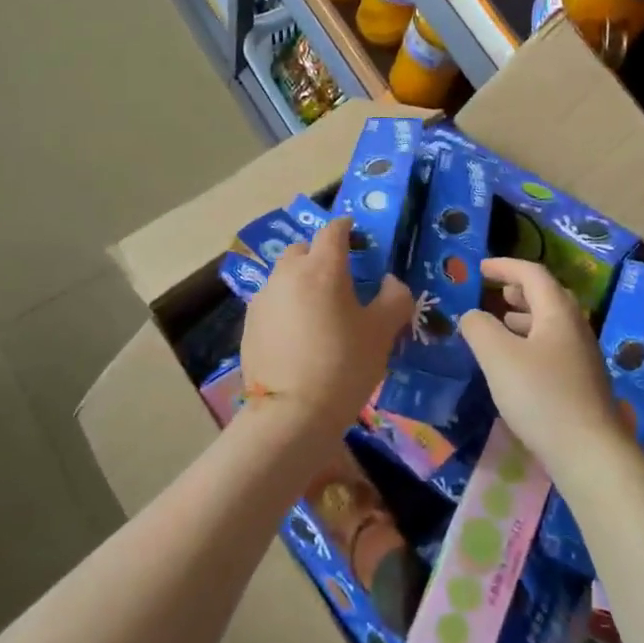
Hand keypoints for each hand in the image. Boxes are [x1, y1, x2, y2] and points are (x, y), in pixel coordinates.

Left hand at [240, 217, 410, 441]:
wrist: (291, 414)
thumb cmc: (344, 365)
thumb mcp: (382, 332)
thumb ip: (394, 298)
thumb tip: (391, 282)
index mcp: (322, 268)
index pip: (333, 231)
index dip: (347, 228)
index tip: (356, 235)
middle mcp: (287, 274)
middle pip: (303, 249)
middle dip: (320, 254)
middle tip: (340, 277)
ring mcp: (264, 299)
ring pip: (284, 276)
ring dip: (301, 281)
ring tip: (318, 308)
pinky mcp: (249, 324)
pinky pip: (272, 302)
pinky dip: (286, 305)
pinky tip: (298, 333)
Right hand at [459, 258, 624, 480]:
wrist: (589, 452)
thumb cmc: (541, 395)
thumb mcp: (498, 356)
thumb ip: (479, 328)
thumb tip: (472, 315)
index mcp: (558, 312)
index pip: (532, 274)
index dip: (505, 266)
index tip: (480, 268)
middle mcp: (576, 327)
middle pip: (548, 295)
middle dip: (520, 289)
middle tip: (496, 292)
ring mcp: (583, 356)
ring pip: (552, 323)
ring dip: (526, 316)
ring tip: (504, 322)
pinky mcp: (583, 382)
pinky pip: (554, 346)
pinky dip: (532, 340)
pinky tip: (518, 363)